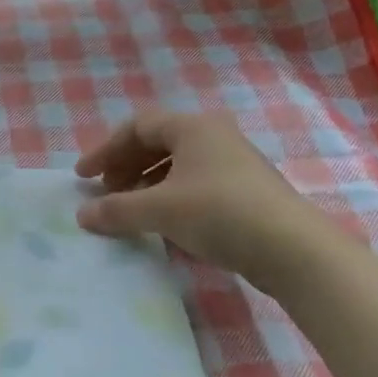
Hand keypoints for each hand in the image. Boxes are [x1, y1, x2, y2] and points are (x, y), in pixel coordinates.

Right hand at [74, 109, 323, 289]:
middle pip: (156, 143)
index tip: (84, 177)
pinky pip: (195, 183)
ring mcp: (233, 164)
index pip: (137, 127)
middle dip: (125, 166)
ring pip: (177, 165)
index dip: (105, 150)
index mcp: (192, 127)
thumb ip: (117, 210)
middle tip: (104, 192)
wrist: (295, 250)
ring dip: (145, 183)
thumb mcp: (161, 210)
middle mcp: (213, 137)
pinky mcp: (245, 192)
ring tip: (129, 208)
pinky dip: (169, 196)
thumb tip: (82, 215)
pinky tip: (162, 222)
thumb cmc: (220, 213)